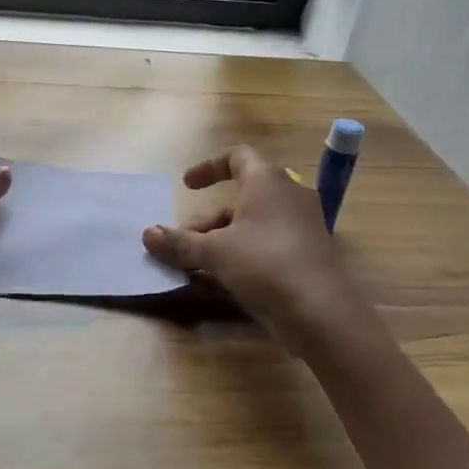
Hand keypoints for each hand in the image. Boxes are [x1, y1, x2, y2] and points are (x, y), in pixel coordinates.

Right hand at [143, 145, 358, 348]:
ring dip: (222, 239)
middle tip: (185, 239)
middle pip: (242, 196)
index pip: (237, 156)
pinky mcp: (307, 254)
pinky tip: (221, 282)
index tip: (186, 185)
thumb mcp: (214, 252)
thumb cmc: (264, 264)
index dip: (208, 166)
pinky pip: (267, 244)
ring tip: (195, 266)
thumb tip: (147, 234)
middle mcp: (288, 195)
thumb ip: (180, 242)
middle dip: (208, 218)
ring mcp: (301, 225)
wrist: (321, 312)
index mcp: (267, 180)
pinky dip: (242, 254)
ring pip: (254, 223)